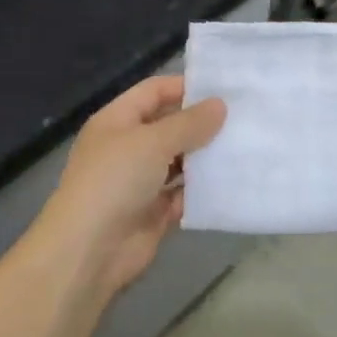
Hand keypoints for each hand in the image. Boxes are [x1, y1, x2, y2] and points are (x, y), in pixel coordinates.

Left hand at [26, 75, 226, 303]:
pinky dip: (204, 189)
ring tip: (247, 146)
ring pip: (179, 161)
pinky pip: (184, 194)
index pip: (154, 91)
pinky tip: (234, 181)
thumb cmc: (115, 181)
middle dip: (202, 123)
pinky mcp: (154, 212)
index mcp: (117, 120)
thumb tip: (219, 105)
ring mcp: (140, 181)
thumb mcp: (152, 142)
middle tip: (246, 118)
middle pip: (169, 126)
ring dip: (206, 157)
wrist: (89, 249)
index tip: (226, 88)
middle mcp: (128, 147)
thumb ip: (189, 123)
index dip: (185, 87)